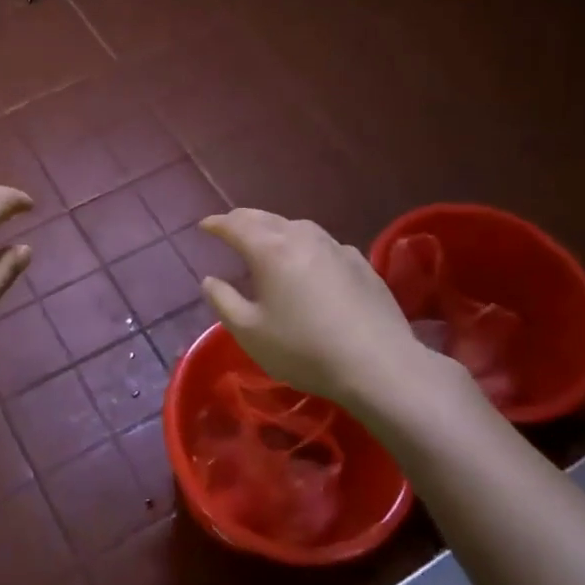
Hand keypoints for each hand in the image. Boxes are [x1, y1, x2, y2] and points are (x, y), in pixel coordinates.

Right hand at [197, 209, 481, 438]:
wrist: (379, 366)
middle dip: (243, 219)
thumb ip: (223, 301)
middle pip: (266, 218)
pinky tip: (309, 260)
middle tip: (229, 225)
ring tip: (267, 238)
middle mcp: (302, 238)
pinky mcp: (361, 264)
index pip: (235, 226)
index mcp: (269, 250)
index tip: (204, 225)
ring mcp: (336, 248)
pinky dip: (305, 244)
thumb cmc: (304, 349)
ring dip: (276, 227)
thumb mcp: (249, 332)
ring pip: (298, 226)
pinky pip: (324, 244)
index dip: (216, 224)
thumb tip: (210, 280)